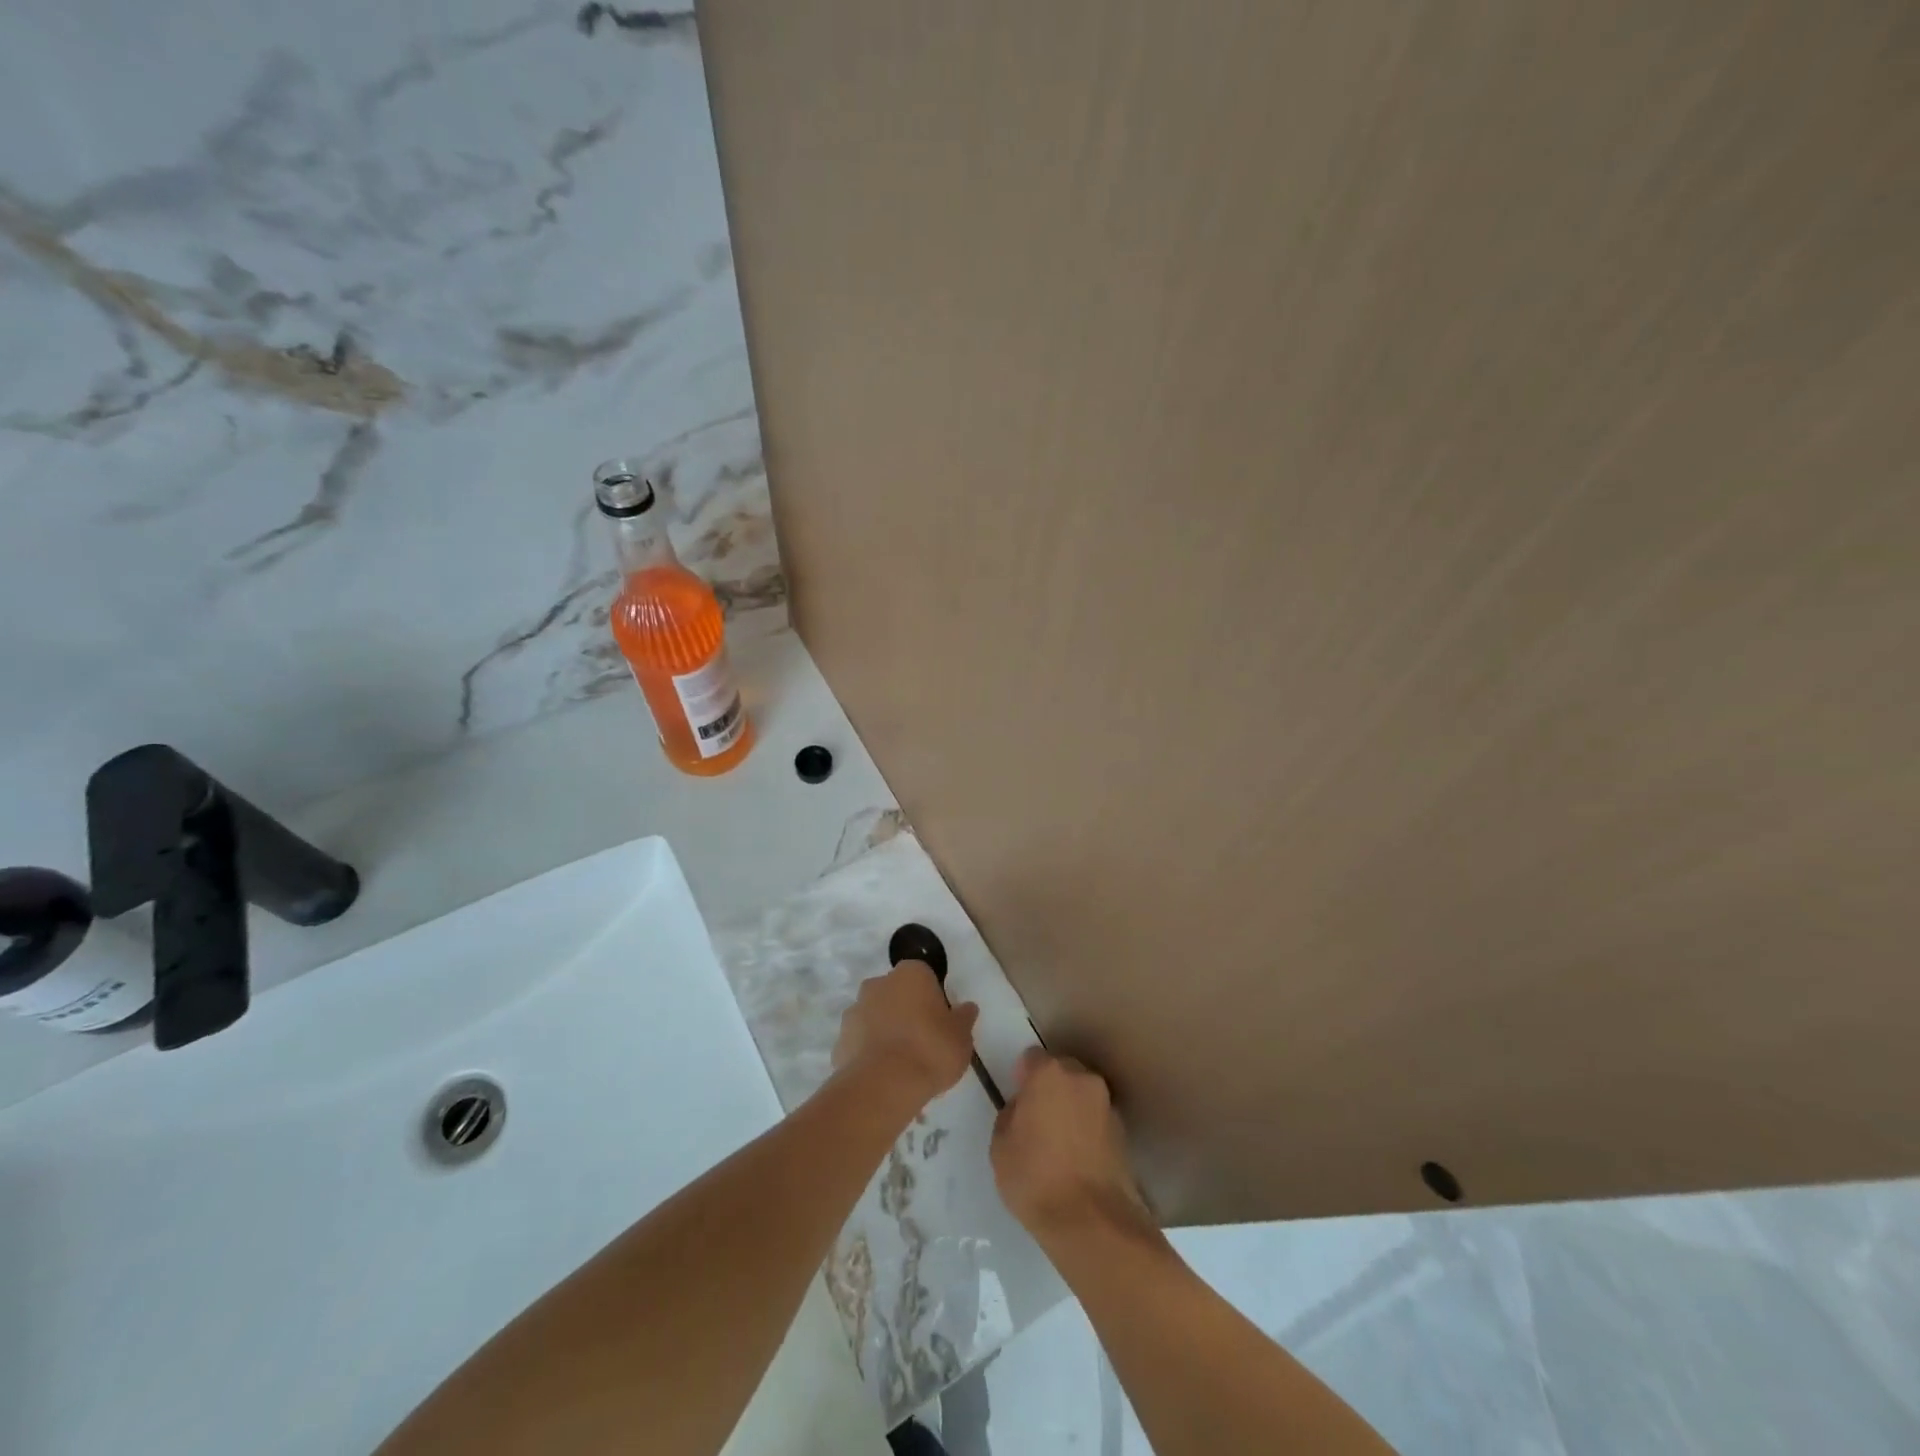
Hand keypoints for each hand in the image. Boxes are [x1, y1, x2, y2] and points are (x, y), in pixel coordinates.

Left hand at [832, 961, 979, 1110]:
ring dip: (886, 1031)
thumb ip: (964, 1018)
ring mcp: (855, 1010)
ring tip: (902, 1064)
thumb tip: (967, 1007)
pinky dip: (870, 1053)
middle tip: (923, 1041)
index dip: (932, 998)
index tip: (940, 1021)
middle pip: (896, 993)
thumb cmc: (931, 1050)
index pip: (924, 976)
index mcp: (911, 974)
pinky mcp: (840, 1040)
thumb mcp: (962, 1037)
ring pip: (875, 1016)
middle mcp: (879, 983)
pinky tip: (884, 1076)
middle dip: (906, 1011)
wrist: (884, 1085)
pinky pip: (860, 1041)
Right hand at [991, 1050, 1155, 1247]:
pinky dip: (1087, 1129)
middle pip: (1061, 1071)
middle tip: (1037, 1121)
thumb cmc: (1035, 1178)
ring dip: (1071, 1107)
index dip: (1022, 1077)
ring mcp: (1106, 1104)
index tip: (1018, 1102)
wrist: (1092, 1222)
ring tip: (1059, 1144)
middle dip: (1050, 1088)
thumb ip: (1010, 1115)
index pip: (1031, 1058)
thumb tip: (1023, 1110)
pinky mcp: (1123, 1132)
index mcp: (1048, 1074)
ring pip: (1082, 1094)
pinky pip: (1096, 1118)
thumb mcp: (1000, 1147)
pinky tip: (1078, 1159)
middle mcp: (1082, 1078)